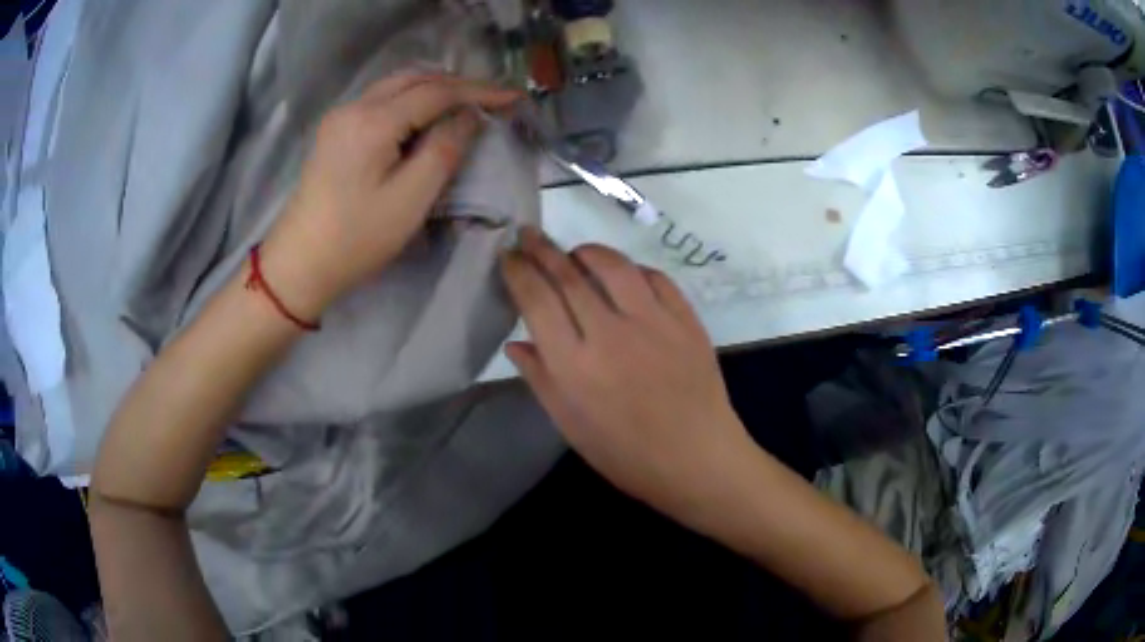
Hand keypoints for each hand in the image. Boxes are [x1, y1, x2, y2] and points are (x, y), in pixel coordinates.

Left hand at [259, 72, 521, 319]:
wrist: (298, 264)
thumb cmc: (356, 238)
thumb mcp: (411, 199)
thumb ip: (445, 149)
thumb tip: (468, 116)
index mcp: (373, 121)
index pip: (436, 92)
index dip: (478, 91)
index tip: (513, 97)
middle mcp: (354, 107)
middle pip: (414, 78)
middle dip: (456, 84)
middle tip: (491, 100)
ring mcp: (340, 117)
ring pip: (395, 85)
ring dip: (432, 89)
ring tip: (464, 106)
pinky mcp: (334, 132)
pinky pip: (380, 101)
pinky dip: (409, 101)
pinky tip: (424, 117)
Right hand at [501, 229, 753, 518]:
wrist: (698, 459)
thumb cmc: (627, 455)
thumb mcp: (572, 427)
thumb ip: (542, 380)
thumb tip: (517, 343)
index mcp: (574, 365)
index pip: (537, 300)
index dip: (518, 271)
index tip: (508, 256)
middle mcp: (610, 333)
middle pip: (569, 276)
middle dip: (542, 250)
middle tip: (529, 235)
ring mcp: (653, 322)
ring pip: (613, 266)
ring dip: (587, 251)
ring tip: (574, 253)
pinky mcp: (685, 319)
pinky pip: (655, 278)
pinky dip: (633, 269)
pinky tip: (624, 274)